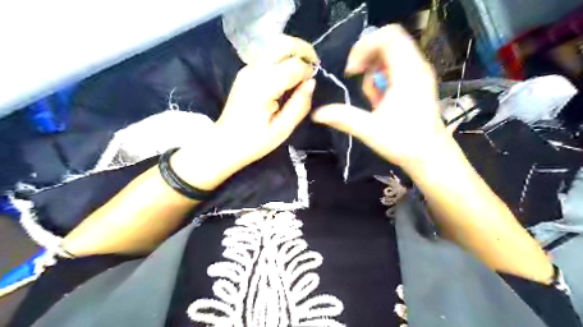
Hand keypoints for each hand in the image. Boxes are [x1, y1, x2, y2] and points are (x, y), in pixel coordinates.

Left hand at [173, 36, 317, 190]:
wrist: (225, 142)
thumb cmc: (254, 141)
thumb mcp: (282, 130)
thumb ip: (299, 105)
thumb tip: (312, 83)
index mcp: (263, 87)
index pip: (294, 66)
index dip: (308, 72)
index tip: (311, 85)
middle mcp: (254, 71)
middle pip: (284, 44)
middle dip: (304, 51)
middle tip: (314, 67)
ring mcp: (247, 68)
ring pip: (276, 46)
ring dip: (294, 53)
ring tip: (304, 70)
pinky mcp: (246, 71)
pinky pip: (269, 55)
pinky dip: (284, 58)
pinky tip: (289, 74)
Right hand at [311, 24, 446, 171]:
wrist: (430, 156)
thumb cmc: (403, 142)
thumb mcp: (369, 130)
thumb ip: (343, 118)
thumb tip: (316, 114)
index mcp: (407, 73)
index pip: (388, 37)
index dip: (364, 47)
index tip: (351, 70)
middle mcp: (416, 67)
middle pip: (388, 41)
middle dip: (366, 56)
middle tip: (354, 76)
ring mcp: (418, 74)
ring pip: (390, 54)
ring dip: (373, 69)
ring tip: (370, 95)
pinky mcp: (417, 83)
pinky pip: (395, 66)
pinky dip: (381, 76)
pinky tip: (379, 97)